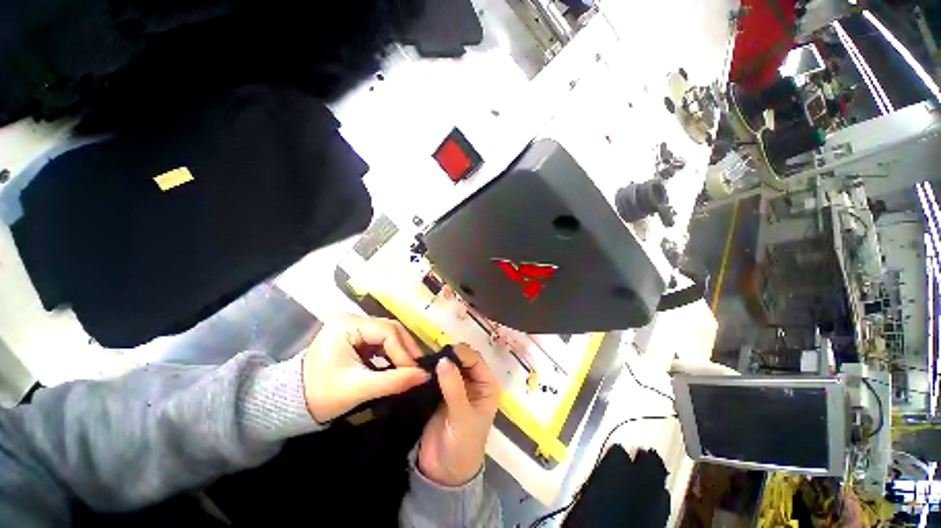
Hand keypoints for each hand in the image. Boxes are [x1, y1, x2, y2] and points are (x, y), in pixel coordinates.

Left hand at [302, 315, 430, 422]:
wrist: (292, 403)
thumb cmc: (321, 395)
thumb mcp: (359, 389)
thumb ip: (394, 381)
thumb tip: (424, 376)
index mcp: (346, 326)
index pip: (386, 331)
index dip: (403, 351)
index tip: (415, 370)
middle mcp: (351, 319)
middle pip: (389, 328)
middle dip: (405, 348)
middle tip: (418, 366)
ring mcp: (353, 326)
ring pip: (387, 333)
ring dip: (401, 349)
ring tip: (411, 365)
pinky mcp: (354, 335)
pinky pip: (380, 340)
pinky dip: (391, 351)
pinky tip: (399, 363)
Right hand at [418, 343, 499, 486]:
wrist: (444, 473)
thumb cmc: (463, 446)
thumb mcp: (462, 417)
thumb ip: (454, 388)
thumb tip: (444, 360)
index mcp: (486, 385)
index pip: (475, 359)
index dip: (461, 354)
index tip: (444, 353)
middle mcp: (473, 381)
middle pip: (462, 358)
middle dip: (449, 355)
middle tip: (431, 356)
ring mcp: (456, 385)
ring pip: (448, 364)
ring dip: (438, 361)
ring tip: (424, 360)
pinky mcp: (440, 391)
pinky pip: (436, 374)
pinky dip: (430, 370)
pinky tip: (420, 367)